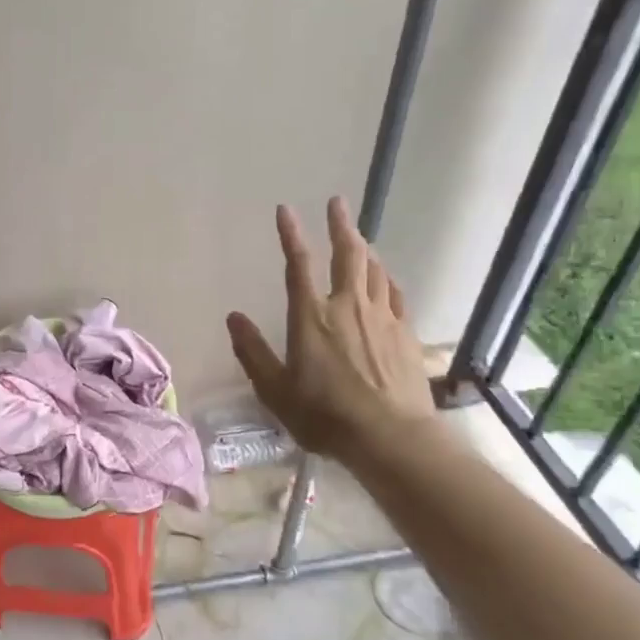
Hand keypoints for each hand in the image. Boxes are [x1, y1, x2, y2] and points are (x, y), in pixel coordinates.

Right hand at [226, 196, 438, 469]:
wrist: (391, 437)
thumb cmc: (325, 415)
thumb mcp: (275, 390)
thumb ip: (253, 351)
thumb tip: (233, 317)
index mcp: (311, 317)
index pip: (298, 264)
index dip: (291, 234)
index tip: (286, 210)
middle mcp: (347, 306)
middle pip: (347, 255)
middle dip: (341, 225)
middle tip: (337, 202)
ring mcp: (382, 317)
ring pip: (374, 270)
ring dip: (364, 248)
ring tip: (359, 236)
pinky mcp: (405, 333)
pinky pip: (395, 294)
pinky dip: (387, 278)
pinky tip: (386, 277)